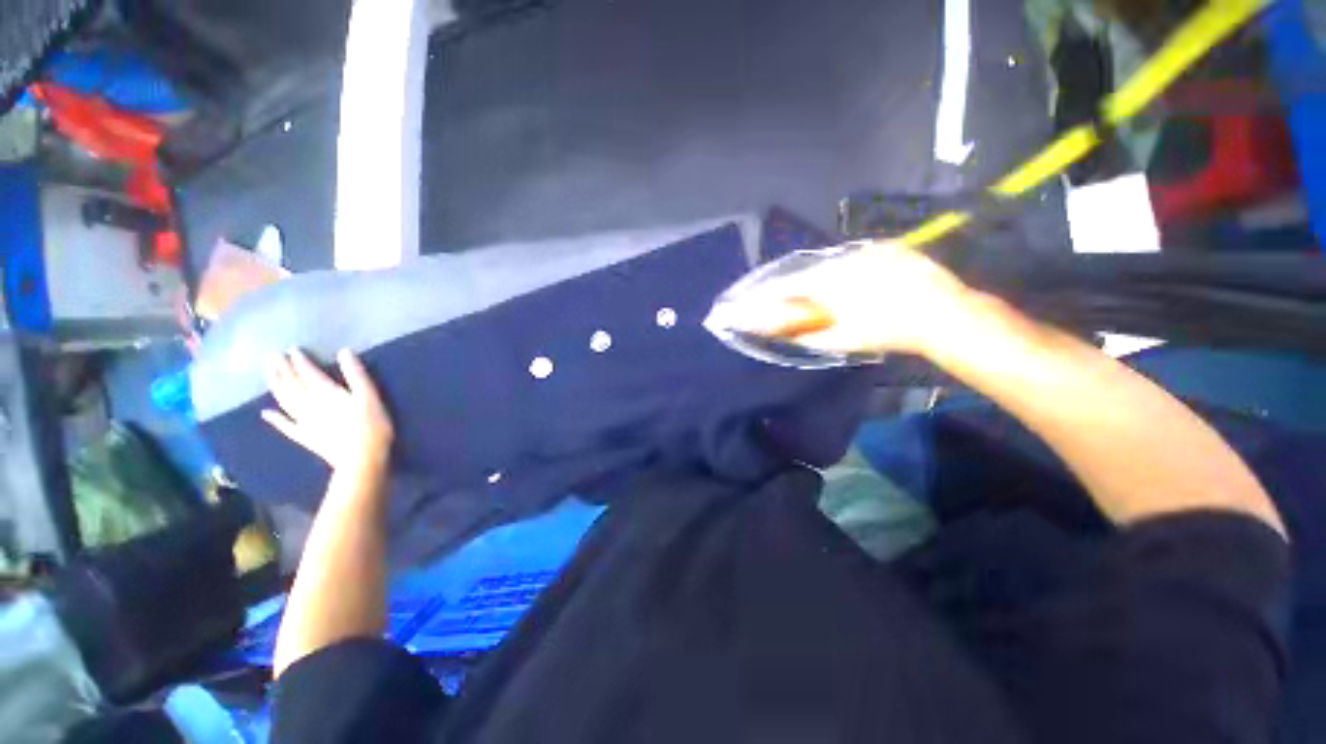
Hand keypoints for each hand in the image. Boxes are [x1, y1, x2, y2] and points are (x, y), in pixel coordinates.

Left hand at [262, 349, 394, 471]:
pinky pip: (286, 426)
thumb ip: (356, 375)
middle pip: (292, 385)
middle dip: (282, 370)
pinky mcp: (305, 436)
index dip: (300, 362)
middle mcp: (309, 404)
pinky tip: (266, 413)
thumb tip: (344, 352)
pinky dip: (275, 419)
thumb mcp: (370, 396)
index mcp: (326, 393)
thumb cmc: (372, 425)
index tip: (292, 350)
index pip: (309, 373)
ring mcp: (304, 422)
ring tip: (268, 374)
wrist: (361, 458)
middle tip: (272, 357)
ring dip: (275, 386)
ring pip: (285, 401)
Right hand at [720, 242, 978, 356]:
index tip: (755, 301)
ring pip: (830, 264)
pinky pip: (854, 258)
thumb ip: (806, 335)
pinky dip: (846, 270)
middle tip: (792, 301)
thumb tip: (784, 333)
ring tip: (825, 294)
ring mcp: (865, 250)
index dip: (768, 294)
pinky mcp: (885, 248)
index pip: (785, 285)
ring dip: (822, 278)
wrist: (941, 312)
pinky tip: (856, 284)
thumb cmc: (885, 330)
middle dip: (795, 287)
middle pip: (806, 273)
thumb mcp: (841, 340)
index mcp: (826, 281)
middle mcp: (840, 259)